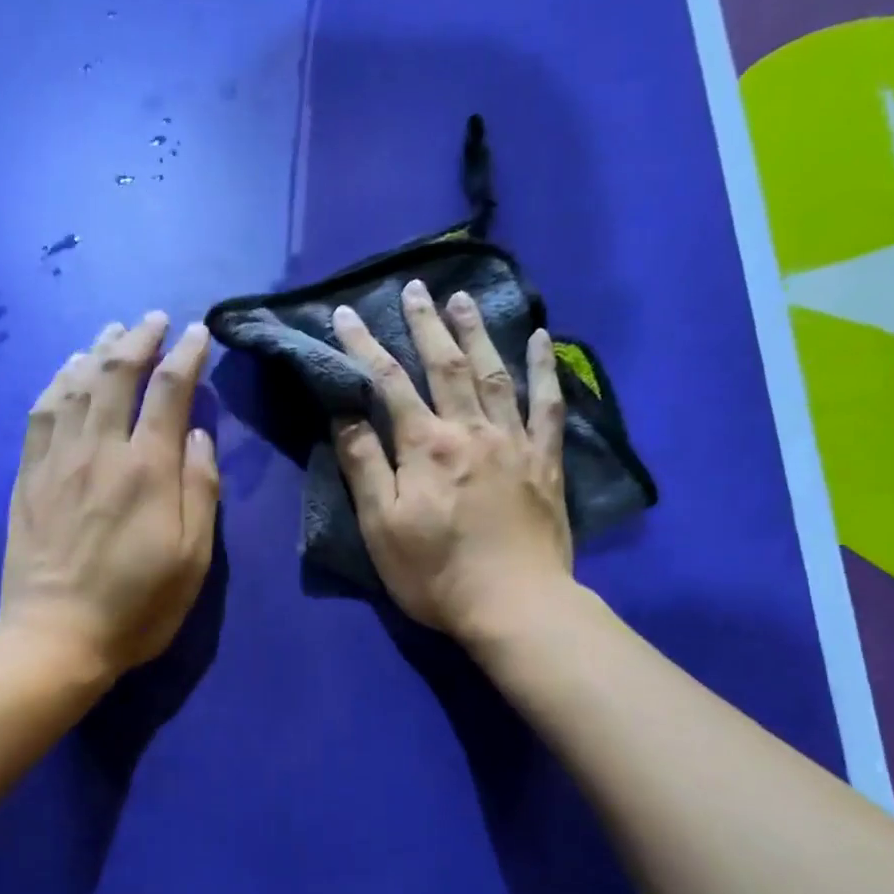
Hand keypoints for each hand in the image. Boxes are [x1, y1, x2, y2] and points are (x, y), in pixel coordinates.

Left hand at [0, 313, 218, 678]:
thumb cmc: (138, 606)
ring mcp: (57, 461)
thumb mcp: (193, 559)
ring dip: (97, 351)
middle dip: (139, 338)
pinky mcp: (28, 477)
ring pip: (75, 385)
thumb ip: (200, 490)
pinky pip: (40, 413)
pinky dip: (56, 382)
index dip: (186, 355)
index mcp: (147, 470)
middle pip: (117, 374)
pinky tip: (66, 372)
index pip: (169, 391)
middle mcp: (100, 451)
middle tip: (155, 318)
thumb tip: (198, 434)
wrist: (57, 638)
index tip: (198, 333)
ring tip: (113, 332)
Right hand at [330, 281, 572, 643]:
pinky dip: (545, 369)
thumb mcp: (381, 527)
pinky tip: (542, 338)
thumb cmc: (436, 574)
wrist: (514, 605)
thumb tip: (344, 415)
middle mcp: (471, 430)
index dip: (365, 347)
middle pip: (445, 365)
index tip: (345, 315)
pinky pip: (548, 404)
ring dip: (477, 332)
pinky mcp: (545, 461)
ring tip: (464, 298)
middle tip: (415, 287)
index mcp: (426, 447)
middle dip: (425, 324)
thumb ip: (364, 466)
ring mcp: (514, 442)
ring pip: (493, 373)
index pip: (388, 384)